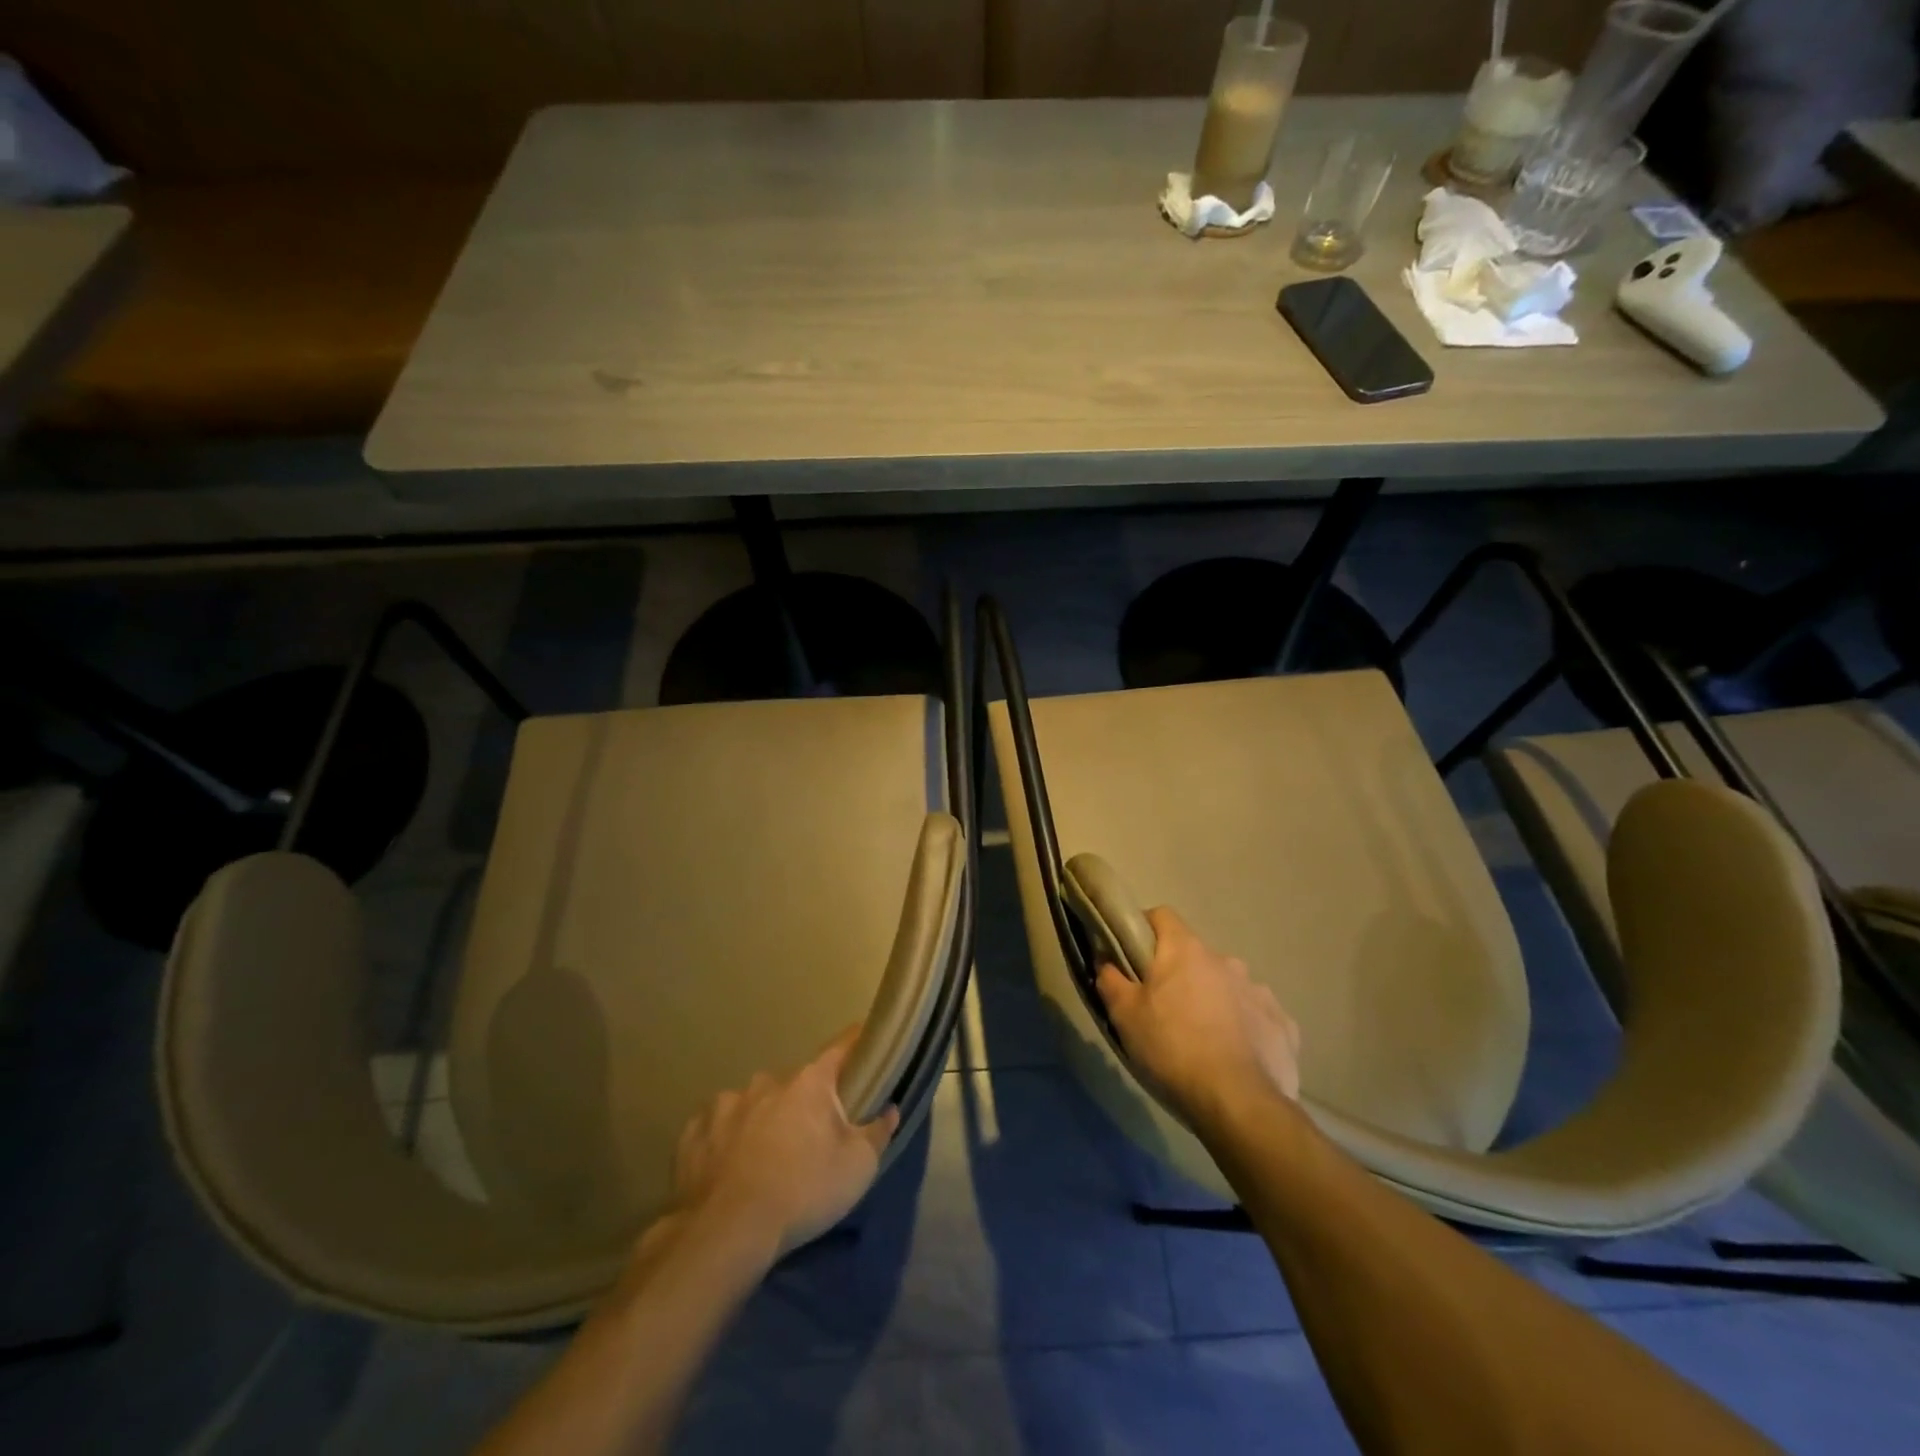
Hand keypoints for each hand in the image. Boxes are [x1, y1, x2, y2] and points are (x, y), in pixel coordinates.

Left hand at [666, 1026, 900, 1260]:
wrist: (727, 1232)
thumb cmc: (803, 1192)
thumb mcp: (858, 1168)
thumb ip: (877, 1132)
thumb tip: (890, 1109)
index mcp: (809, 1082)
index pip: (840, 1047)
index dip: (856, 1042)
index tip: (865, 1039)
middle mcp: (767, 1081)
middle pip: (795, 1083)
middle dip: (804, 1102)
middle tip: (810, 1137)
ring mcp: (725, 1104)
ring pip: (753, 1103)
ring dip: (763, 1120)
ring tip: (764, 1158)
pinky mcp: (693, 1133)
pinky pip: (717, 1127)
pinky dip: (726, 1139)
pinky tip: (727, 1166)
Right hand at [1096, 907, 1300, 1125]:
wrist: (1240, 1103)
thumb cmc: (1173, 1050)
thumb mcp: (1124, 1016)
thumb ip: (1111, 980)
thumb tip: (1107, 960)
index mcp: (1186, 950)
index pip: (1162, 916)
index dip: (1144, 930)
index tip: (1133, 956)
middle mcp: (1226, 960)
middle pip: (1195, 956)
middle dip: (1179, 975)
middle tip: (1163, 1010)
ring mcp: (1259, 991)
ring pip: (1226, 985)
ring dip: (1212, 1001)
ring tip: (1200, 1039)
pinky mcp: (1283, 1024)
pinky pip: (1255, 1016)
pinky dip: (1243, 1028)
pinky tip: (1234, 1056)